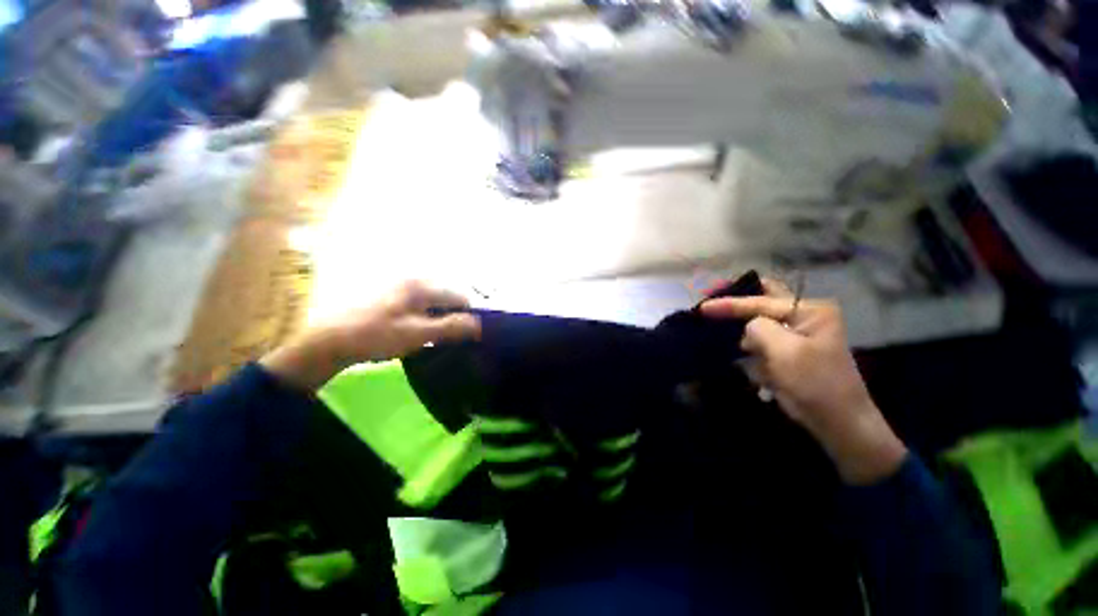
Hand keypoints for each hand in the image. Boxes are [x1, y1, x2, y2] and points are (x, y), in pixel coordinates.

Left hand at [261, 281, 480, 391]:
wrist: (328, 340)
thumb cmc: (376, 336)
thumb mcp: (418, 334)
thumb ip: (451, 327)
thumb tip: (479, 325)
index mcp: (422, 285)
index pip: (459, 296)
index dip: (466, 315)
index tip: (462, 334)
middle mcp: (413, 278)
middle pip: (446, 296)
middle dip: (450, 315)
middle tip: (443, 337)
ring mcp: (398, 284)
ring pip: (432, 299)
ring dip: (436, 315)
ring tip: (427, 335)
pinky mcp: (388, 291)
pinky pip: (417, 301)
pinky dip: (422, 313)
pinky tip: (411, 328)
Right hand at [701, 279, 906, 484]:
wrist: (836, 422)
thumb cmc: (814, 383)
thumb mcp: (785, 351)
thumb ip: (759, 328)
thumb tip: (746, 328)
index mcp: (810, 311)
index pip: (760, 302)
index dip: (729, 304)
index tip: (702, 307)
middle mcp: (804, 317)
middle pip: (763, 303)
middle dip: (739, 306)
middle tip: (714, 306)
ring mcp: (796, 336)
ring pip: (758, 327)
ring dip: (747, 339)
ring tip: (741, 352)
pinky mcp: (788, 353)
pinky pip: (762, 346)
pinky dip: (754, 356)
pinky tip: (758, 370)